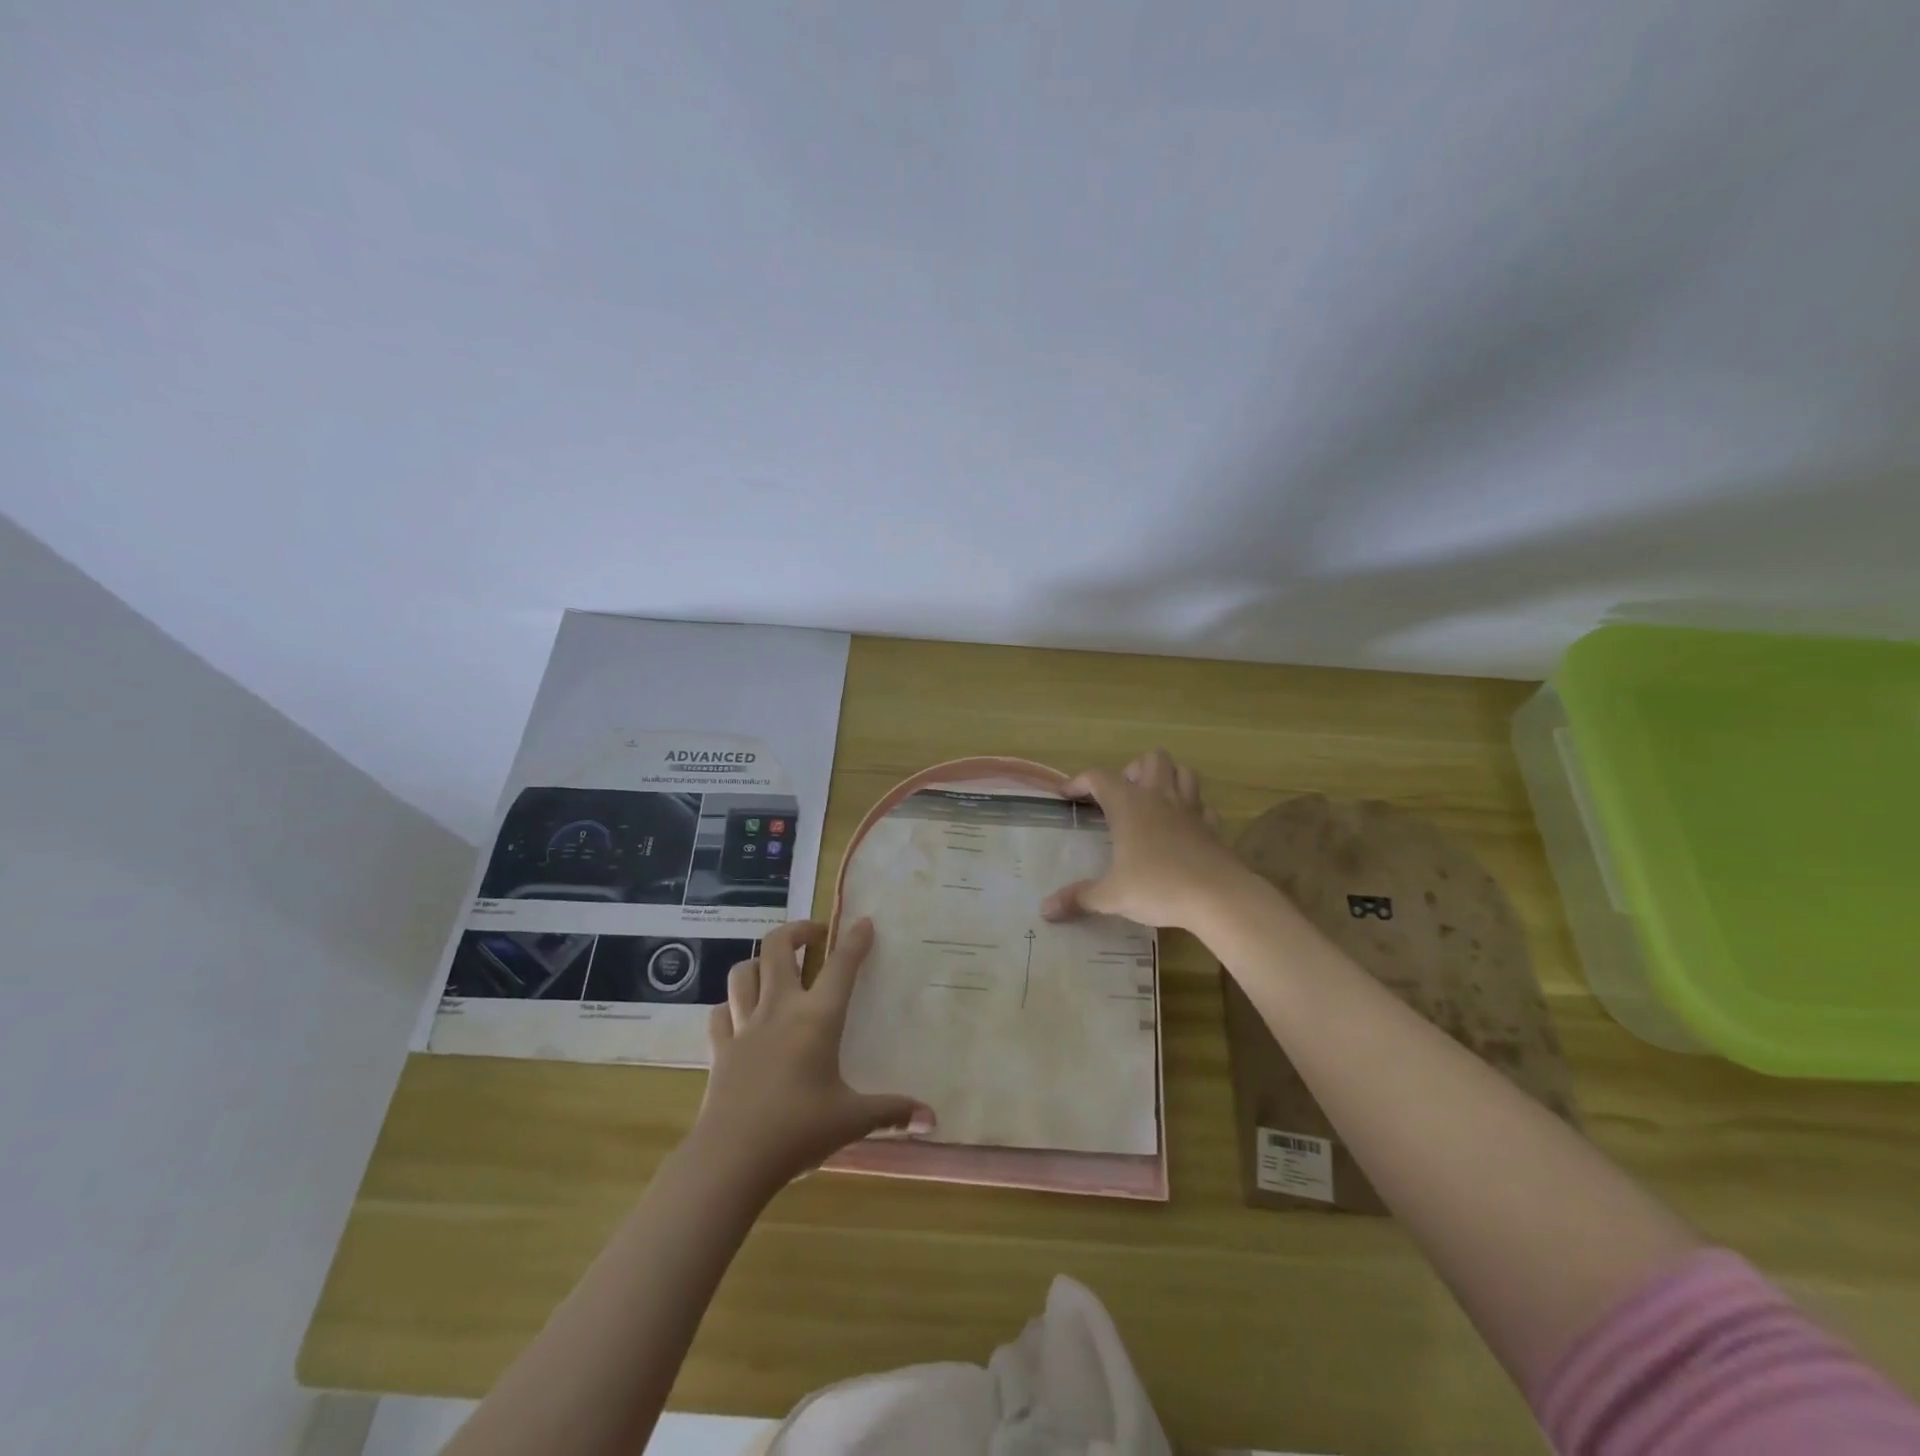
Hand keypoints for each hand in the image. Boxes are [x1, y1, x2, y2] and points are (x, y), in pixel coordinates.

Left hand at [692, 919, 932, 1191]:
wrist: (732, 1158)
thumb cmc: (799, 1130)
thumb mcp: (852, 1120)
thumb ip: (892, 1112)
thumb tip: (932, 1119)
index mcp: (817, 1018)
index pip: (841, 966)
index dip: (855, 940)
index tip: (863, 922)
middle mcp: (779, 1009)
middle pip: (777, 948)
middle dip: (797, 931)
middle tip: (816, 937)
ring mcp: (744, 1027)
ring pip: (743, 972)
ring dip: (759, 962)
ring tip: (775, 969)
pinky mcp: (720, 1049)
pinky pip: (720, 1013)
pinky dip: (730, 1005)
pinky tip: (739, 1014)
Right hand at [1041, 749, 1249, 930]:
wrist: (1218, 896)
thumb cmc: (1158, 886)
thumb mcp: (1111, 896)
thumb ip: (1079, 898)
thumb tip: (1046, 910)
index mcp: (1129, 805)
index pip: (1099, 777)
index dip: (1080, 781)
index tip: (1067, 795)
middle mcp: (1159, 797)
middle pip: (1151, 759)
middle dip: (1134, 770)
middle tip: (1122, 796)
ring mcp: (1190, 809)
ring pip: (1183, 772)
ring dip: (1167, 778)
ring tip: (1153, 801)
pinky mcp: (1213, 827)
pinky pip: (1203, 806)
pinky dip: (1192, 809)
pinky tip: (1183, 826)